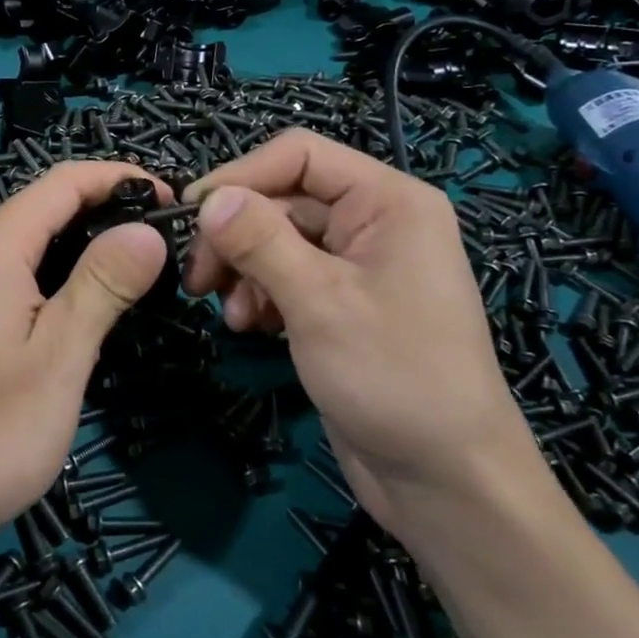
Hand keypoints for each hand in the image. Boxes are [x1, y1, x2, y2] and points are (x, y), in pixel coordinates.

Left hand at [0, 161, 171, 566]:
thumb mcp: (59, 359)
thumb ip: (103, 284)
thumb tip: (146, 228)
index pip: (62, 182)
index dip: (118, 178)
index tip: (168, 199)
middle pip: (37, 207)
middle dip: (99, 210)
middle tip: (156, 241)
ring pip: (16, 241)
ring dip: (72, 243)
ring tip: (125, 270)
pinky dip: (41, 272)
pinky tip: (66, 305)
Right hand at [182, 129, 543, 534]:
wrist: (446, 482)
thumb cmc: (394, 377)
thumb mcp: (319, 302)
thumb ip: (259, 240)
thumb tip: (208, 198)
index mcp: (387, 201)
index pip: (299, 155)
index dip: (240, 176)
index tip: (191, 215)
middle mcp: (374, 221)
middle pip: (283, 199)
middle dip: (236, 235)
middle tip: (198, 278)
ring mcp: (358, 264)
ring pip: (278, 240)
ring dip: (244, 270)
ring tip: (229, 314)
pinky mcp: (343, 303)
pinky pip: (288, 276)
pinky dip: (261, 295)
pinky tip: (249, 326)